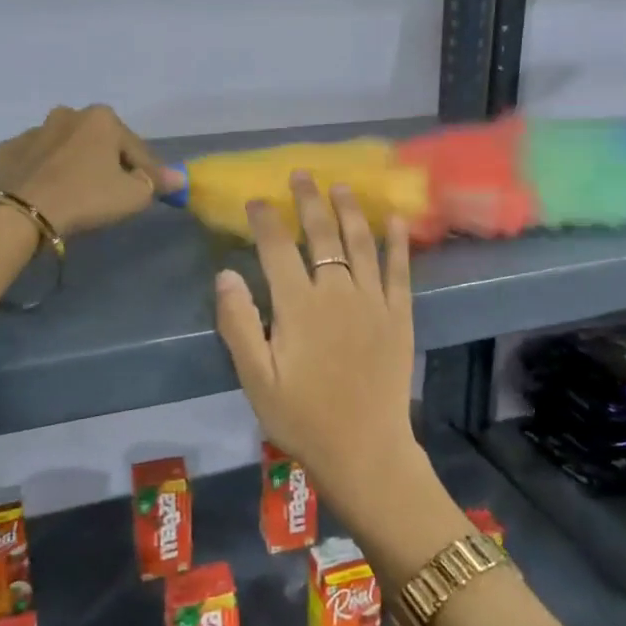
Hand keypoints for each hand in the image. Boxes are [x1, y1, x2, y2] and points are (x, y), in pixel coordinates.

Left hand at [0, 104, 183, 236]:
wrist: (19, 212)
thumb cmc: (86, 198)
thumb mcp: (133, 196)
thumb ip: (157, 183)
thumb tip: (178, 178)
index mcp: (102, 119)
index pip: (137, 149)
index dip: (149, 172)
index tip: (153, 192)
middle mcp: (68, 115)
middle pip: (100, 143)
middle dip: (109, 163)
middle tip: (112, 193)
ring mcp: (33, 130)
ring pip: (66, 149)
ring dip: (75, 165)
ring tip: (77, 194)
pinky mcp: (8, 150)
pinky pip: (37, 161)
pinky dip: (45, 172)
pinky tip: (47, 193)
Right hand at [213, 172, 417, 515]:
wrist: (364, 450)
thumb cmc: (302, 417)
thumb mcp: (256, 378)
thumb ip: (239, 324)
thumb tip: (225, 274)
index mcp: (298, 306)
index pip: (277, 249)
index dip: (265, 220)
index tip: (256, 200)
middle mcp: (337, 292)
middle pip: (322, 234)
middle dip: (309, 201)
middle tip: (302, 174)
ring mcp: (372, 301)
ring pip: (360, 243)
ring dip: (350, 210)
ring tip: (341, 185)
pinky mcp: (398, 315)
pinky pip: (400, 270)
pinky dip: (397, 242)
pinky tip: (395, 218)